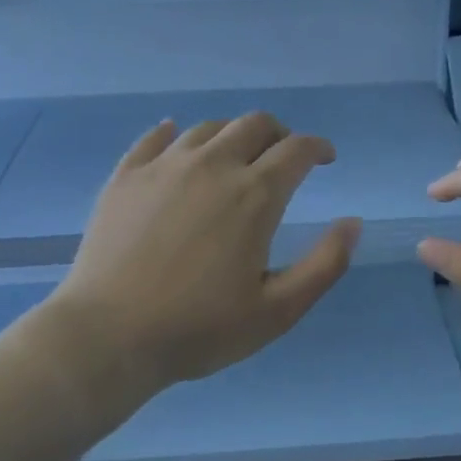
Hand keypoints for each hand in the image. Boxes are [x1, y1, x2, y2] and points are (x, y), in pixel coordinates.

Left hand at [43, 113, 359, 410]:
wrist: (108, 336)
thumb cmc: (199, 329)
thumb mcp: (278, 310)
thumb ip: (325, 264)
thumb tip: (352, 222)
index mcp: (254, 194)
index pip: (297, 149)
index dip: (318, 147)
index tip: (325, 158)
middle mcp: (212, 165)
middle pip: (254, 125)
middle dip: (279, 134)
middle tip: (283, 156)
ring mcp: (164, 166)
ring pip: (208, 128)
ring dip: (232, 135)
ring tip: (235, 156)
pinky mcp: (126, 176)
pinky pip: (154, 137)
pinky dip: (174, 133)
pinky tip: (176, 138)